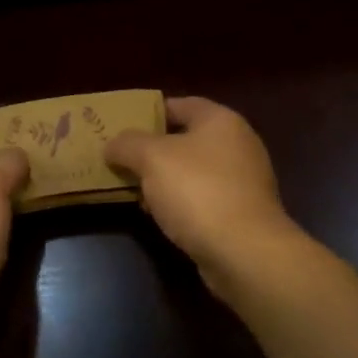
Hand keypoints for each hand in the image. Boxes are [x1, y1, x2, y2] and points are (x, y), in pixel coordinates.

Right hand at [105, 96, 301, 294]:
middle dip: (153, 150)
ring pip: (193, 171)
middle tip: (122, 159)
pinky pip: (203, 198)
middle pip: (186, 139)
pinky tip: (160, 216)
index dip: (149, 113)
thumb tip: (112, 145)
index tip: (122, 126)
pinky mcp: (242, 213)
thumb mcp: (151, 158)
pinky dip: (181, 203)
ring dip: (165, 180)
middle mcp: (238, 144)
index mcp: (221, 121)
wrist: (244, 253)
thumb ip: (127, 144)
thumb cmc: (198, 190)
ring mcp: (244, 181)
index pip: (180, 104)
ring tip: (135, 191)